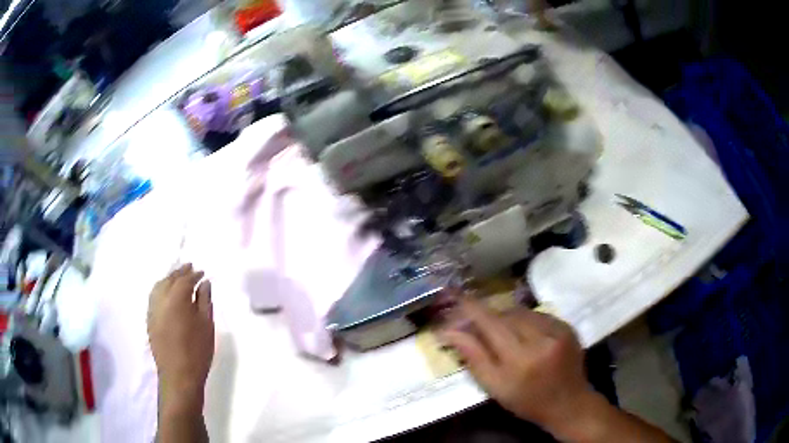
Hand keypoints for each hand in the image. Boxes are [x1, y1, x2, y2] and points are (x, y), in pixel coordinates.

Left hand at [147, 264, 213, 403]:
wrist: (179, 376)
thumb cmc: (197, 351)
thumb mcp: (206, 325)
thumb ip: (205, 301)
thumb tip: (204, 283)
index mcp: (176, 299)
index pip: (184, 280)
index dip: (194, 274)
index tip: (202, 272)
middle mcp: (160, 300)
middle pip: (169, 280)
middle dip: (180, 273)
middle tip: (190, 268)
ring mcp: (152, 310)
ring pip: (158, 286)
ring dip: (168, 279)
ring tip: (178, 278)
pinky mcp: (149, 320)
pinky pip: (153, 297)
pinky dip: (161, 289)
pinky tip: (167, 294)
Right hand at [440, 298, 593, 433]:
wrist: (569, 403)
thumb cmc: (527, 401)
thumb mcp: (495, 387)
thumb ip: (474, 357)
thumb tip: (450, 332)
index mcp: (520, 360)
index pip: (491, 324)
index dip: (471, 308)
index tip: (455, 296)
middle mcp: (540, 339)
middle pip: (506, 314)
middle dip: (488, 316)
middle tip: (475, 323)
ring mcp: (558, 330)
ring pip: (522, 312)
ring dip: (507, 317)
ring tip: (500, 332)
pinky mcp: (567, 326)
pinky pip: (538, 314)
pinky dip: (525, 320)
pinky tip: (522, 333)